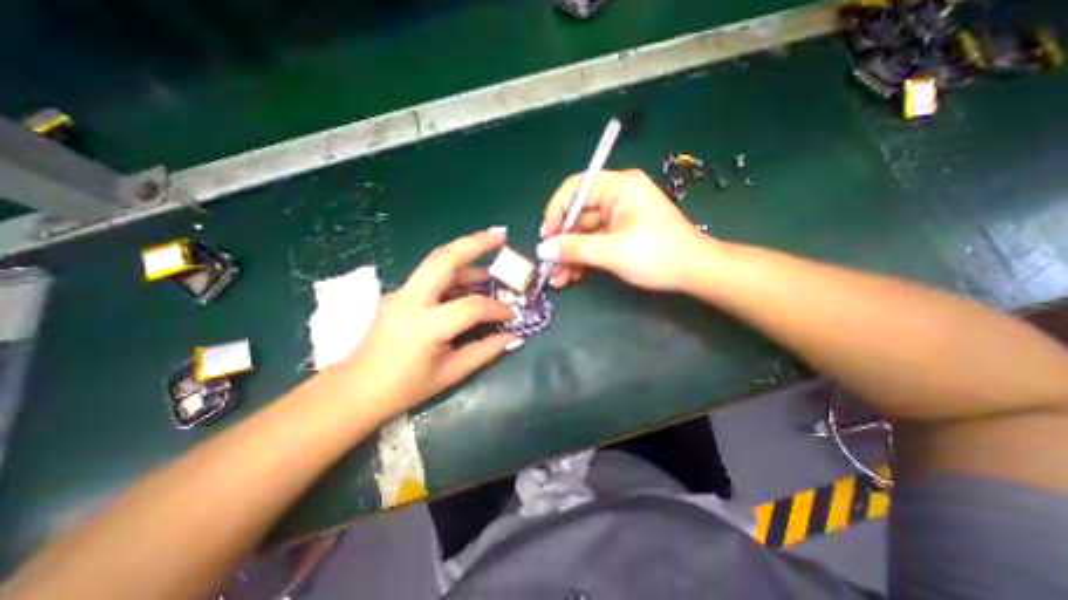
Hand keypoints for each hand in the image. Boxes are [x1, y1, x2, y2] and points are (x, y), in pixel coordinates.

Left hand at [332, 230, 517, 420]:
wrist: (354, 391)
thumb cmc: (403, 389)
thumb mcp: (450, 374)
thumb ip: (485, 351)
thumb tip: (514, 337)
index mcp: (424, 326)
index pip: (471, 306)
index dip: (497, 309)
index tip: (511, 316)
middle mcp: (410, 301)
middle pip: (444, 258)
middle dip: (476, 242)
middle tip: (502, 236)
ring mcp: (400, 293)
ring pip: (436, 262)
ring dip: (466, 256)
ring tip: (492, 263)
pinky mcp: (398, 294)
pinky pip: (430, 276)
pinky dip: (454, 273)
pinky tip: (470, 281)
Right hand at [533, 165, 715, 289]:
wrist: (694, 273)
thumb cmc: (658, 255)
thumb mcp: (613, 252)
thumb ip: (575, 248)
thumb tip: (543, 249)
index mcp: (618, 187)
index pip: (575, 189)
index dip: (555, 212)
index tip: (545, 238)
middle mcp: (616, 197)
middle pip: (577, 215)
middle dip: (561, 242)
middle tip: (548, 266)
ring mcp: (618, 217)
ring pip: (583, 233)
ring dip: (569, 255)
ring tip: (557, 279)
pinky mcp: (620, 234)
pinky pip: (594, 243)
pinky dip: (582, 258)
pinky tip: (571, 276)